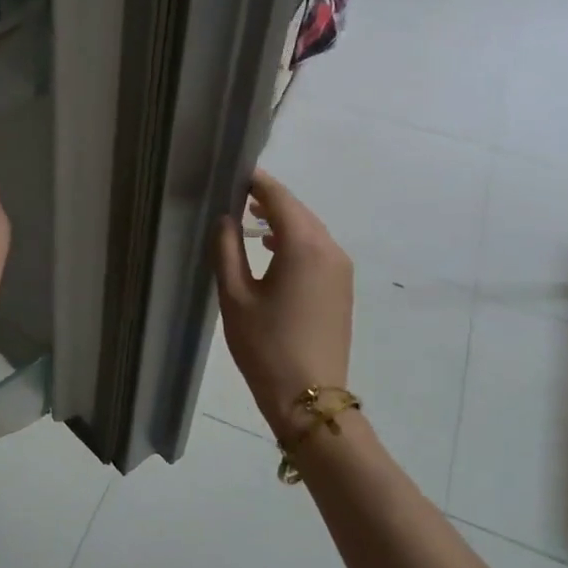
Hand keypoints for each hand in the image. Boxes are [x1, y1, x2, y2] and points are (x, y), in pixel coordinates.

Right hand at [212, 170, 352, 441]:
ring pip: (309, 229)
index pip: (279, 198)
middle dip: (269, 199)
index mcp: (304, 245)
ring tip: (248, 219)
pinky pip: (317, 249)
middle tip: (235, 193)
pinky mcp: (341, 287)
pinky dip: (294, 240)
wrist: (309, 396)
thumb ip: (226, 249)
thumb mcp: (235, 295)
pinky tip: (270, 250)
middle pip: (298, 210)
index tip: (233, 172)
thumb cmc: (265, 345)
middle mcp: (329, 248)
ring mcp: (340, 268)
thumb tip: (225, 218)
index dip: (256, 181)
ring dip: (281, 220)